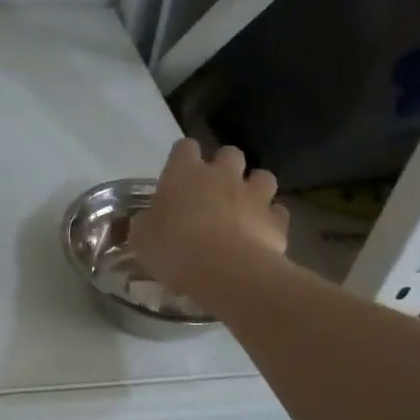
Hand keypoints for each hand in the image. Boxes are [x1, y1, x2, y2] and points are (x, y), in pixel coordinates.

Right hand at [129, 139, 288, 308]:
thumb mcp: (142, 239)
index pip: (184, 147)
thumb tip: (146, 221)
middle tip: (213, 191)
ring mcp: (254, 195)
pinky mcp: (276, 220)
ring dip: (254, 187)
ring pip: (262, 176)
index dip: (182, 158)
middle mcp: (222, 175)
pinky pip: (277, 212)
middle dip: (224, 167)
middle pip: (229, 153)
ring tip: (244, 208)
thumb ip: (145, 224)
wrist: (227, 271)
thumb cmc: (175, 249)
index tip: (178, 175)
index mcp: (184, 173)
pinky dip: (270, 220)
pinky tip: (261, 235)